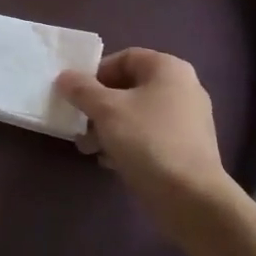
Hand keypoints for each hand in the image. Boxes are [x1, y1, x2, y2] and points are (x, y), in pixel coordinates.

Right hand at [56, 49, 228, 204]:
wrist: (190, 197)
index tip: (78, 95)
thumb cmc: (147, 140)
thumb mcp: (106, 110)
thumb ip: (81, 89)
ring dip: (109, 128)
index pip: (125, 58)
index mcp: (168, 69)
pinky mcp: (187, 148)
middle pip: (130, 88)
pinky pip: (150, 136)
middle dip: (99, 106)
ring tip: (89, 148)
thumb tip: (65, 77)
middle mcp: (183, 88)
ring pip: (137, 114)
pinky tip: (110, 162)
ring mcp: (188, 120)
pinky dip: (128, 144)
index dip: (97, 73)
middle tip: (79, 124)